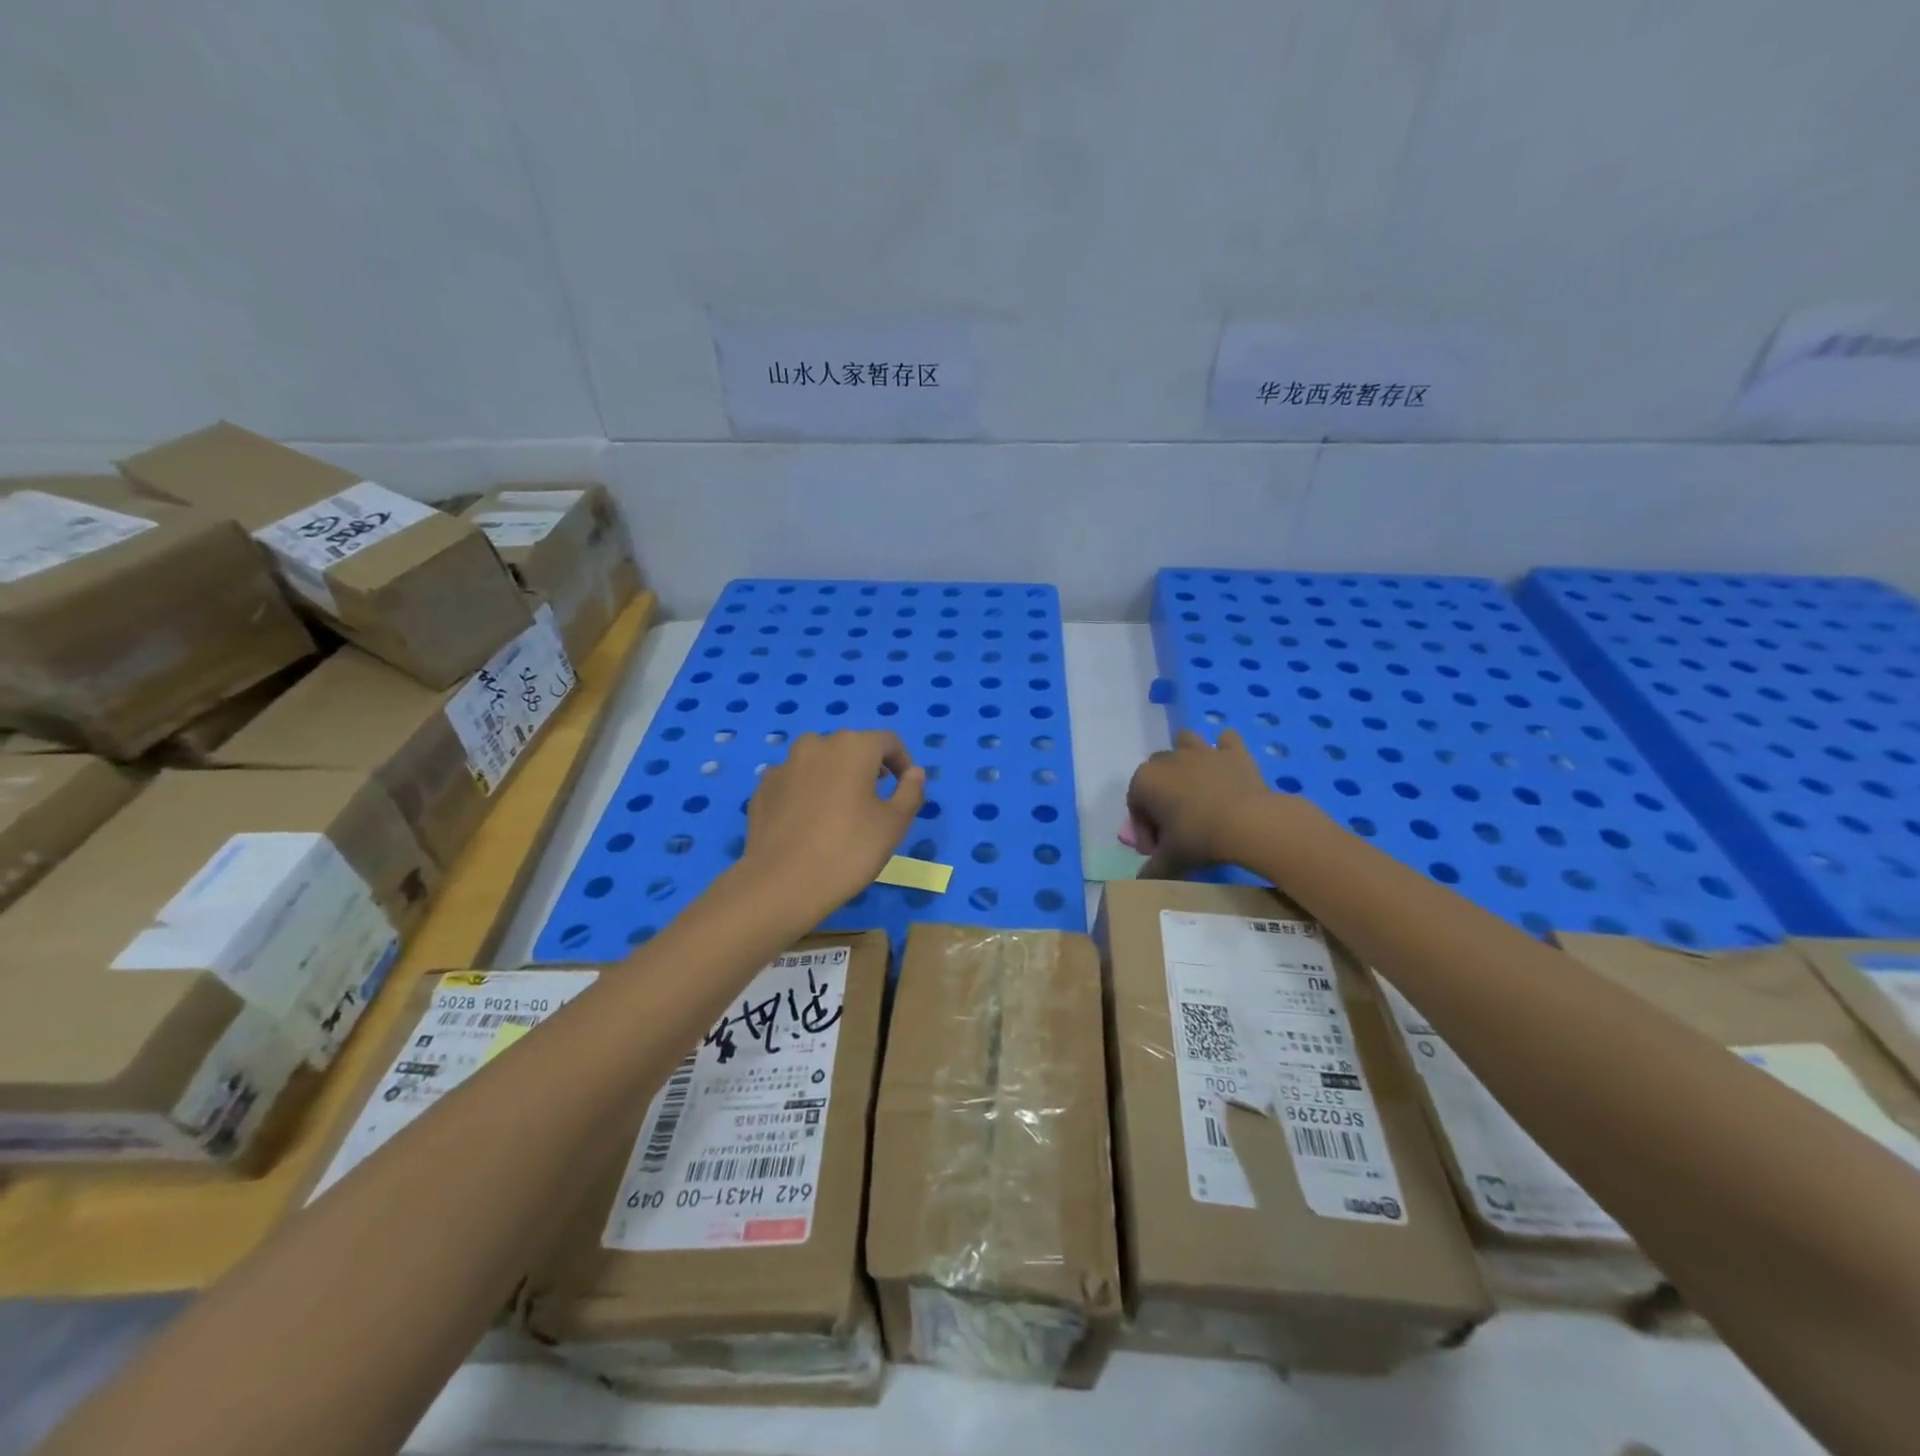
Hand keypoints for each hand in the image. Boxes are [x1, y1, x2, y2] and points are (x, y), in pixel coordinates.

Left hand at [740, 730, 926, 916]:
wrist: (781, 884)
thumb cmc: (848, 851)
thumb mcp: (894, 824)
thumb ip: (911, 791)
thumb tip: (914, 772)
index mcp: (853, 746)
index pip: (888, 742)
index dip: (903, 762)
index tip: (905, 788)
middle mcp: (816, 745)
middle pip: (851, 748)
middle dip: (867, 768)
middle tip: (875, 802)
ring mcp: (784, 765)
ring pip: (819, 763)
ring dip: (835, 777)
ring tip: (840, 812)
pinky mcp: (763, 788)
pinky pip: (794, 782)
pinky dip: (807, 793)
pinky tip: (809, 824)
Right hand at [1126, 728, 1297, 878]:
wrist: (1249, 823)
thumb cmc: (1200, 838)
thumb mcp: (1170, 860)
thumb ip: (1151, 870)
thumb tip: (1141, 881)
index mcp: (1144, 781)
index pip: (1135, 806)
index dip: (1145, 832)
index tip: (1159, 852)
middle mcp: (1168, 759)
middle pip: (1156, 775)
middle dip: (1161, 796)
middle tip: (1177, 827)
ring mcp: (1201, 751)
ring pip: (1185, 743)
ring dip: (1186, 758)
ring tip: (1197, 787)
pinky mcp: (1233, 752)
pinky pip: (1226, 740)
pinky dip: (1226, 749)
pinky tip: (1228, 766)